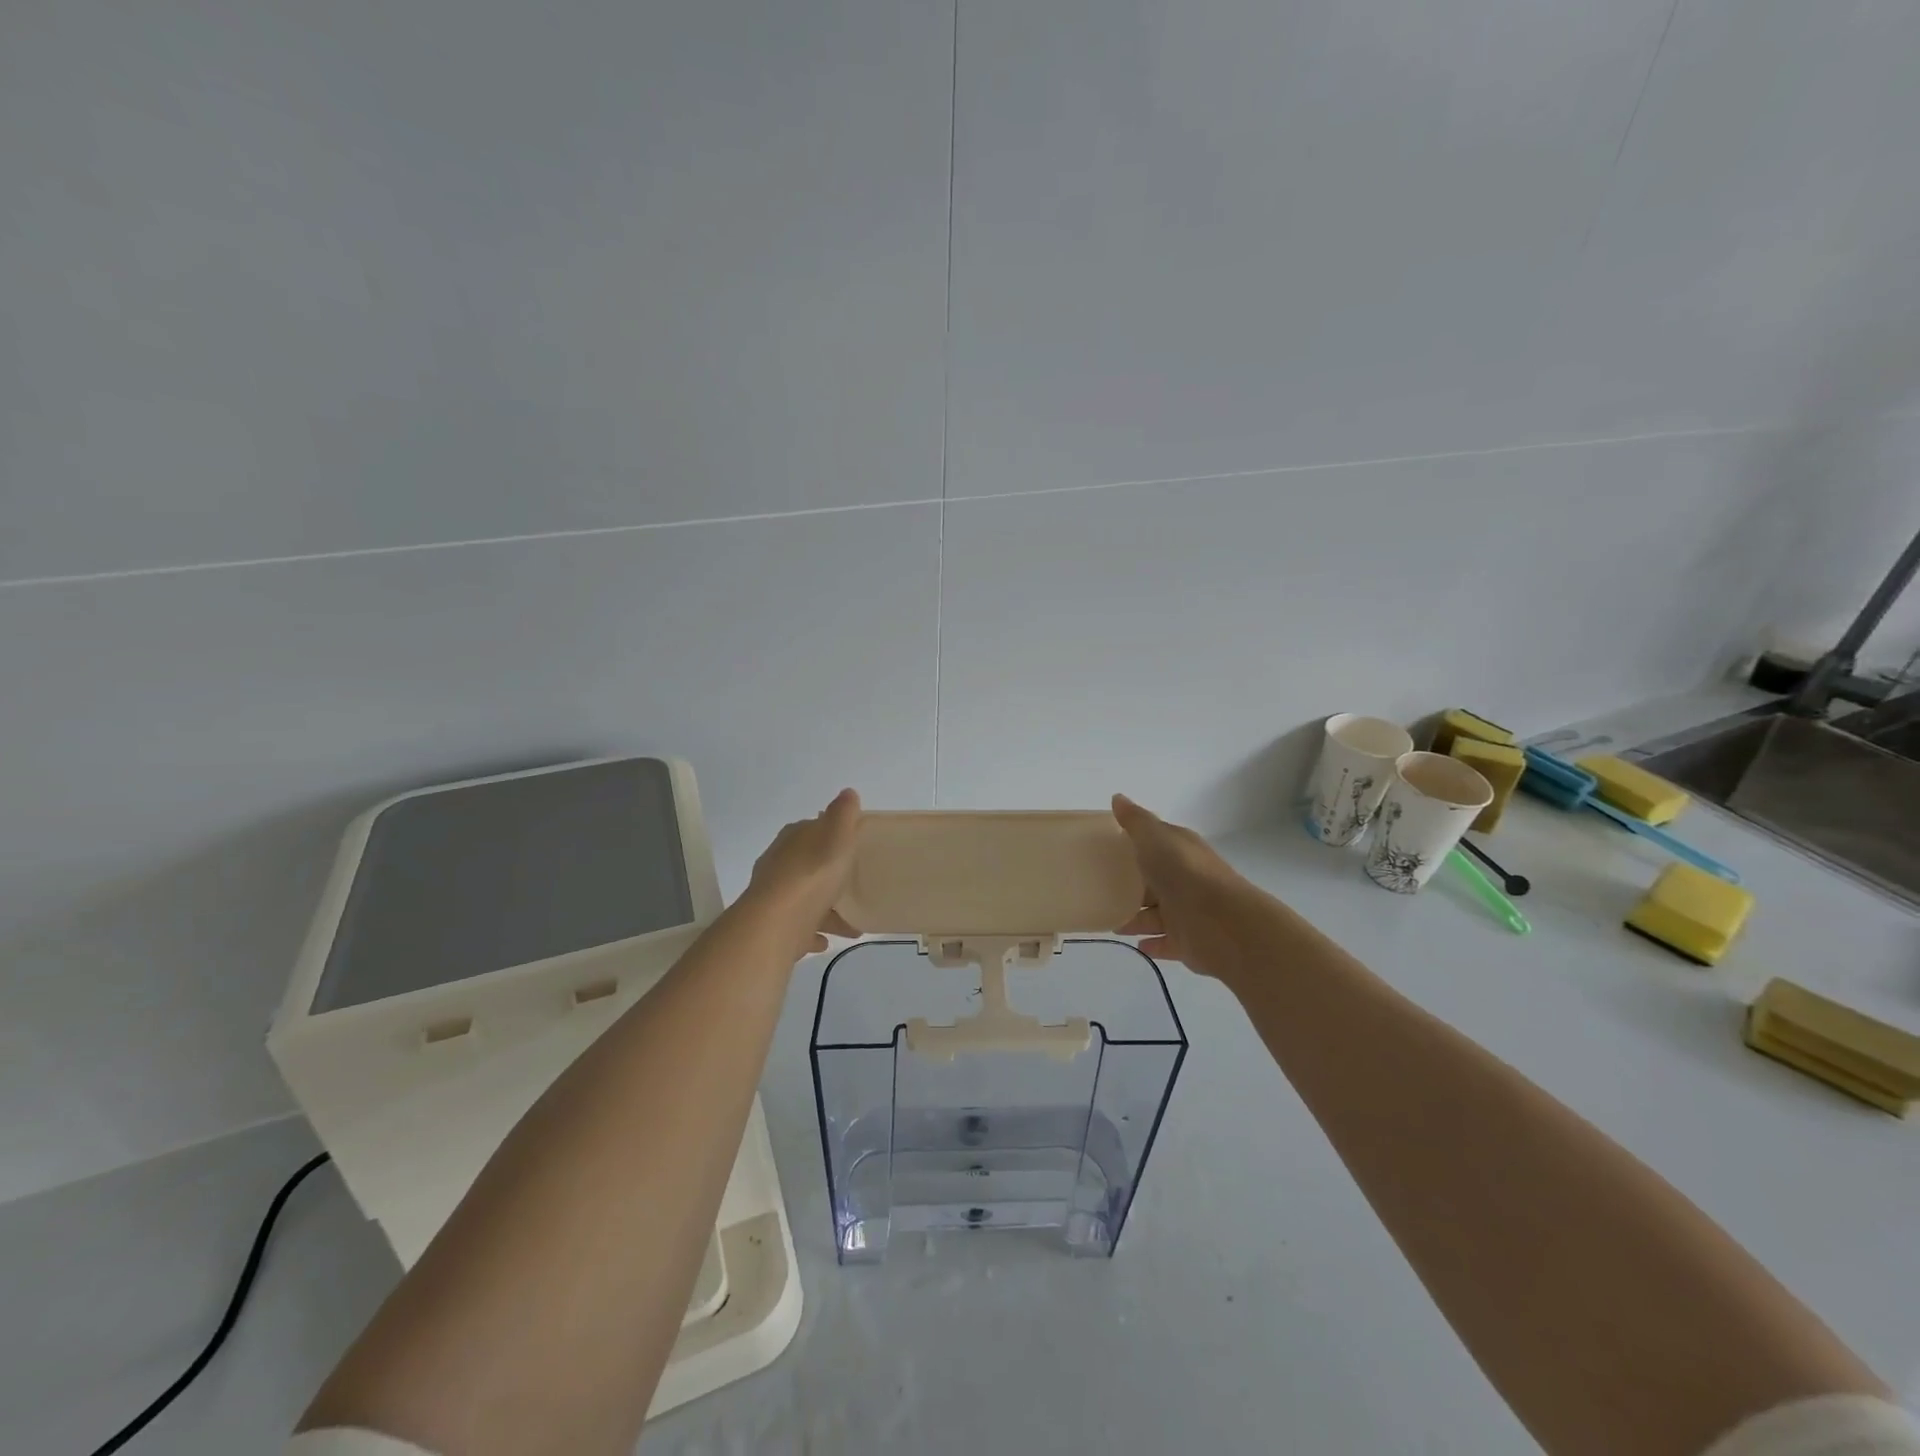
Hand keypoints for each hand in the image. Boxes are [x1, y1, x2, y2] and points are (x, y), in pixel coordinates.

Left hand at [744, 788, 862, 954]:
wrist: (775, 925)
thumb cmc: (812, 875)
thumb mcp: (836, 837)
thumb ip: (844, 815)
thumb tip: (847, 792)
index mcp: (793, 839)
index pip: (812, 830)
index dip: (832, 836)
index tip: (852, 847)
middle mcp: (778, 864)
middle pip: (808, 865)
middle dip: (829, 875)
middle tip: (854, 886)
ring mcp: (773, 897)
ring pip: (804, 899)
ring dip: (825, 908)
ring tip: (852, 923)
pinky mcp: (773, 927)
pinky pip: (797, 928)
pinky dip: (811, 931)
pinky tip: (825, 940)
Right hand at [1112, 793, 1251, 977]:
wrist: (1223, 923)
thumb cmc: (1184, 873)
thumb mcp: (1155, 838)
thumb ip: (1135, 821)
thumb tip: (1118, 798)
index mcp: (1179, 851)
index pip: (1155, 844)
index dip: (1134, 845)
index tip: (1107, 851)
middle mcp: (1185, 880)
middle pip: (1154, 882)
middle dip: (1132, 886)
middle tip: (1101, 890)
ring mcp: (1188, 912)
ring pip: (1157, 914)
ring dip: (1137, 918)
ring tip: (1112, 922)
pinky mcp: (1189, 942)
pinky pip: (1166, 942)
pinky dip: (1153, 943)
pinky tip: (1137, 944)